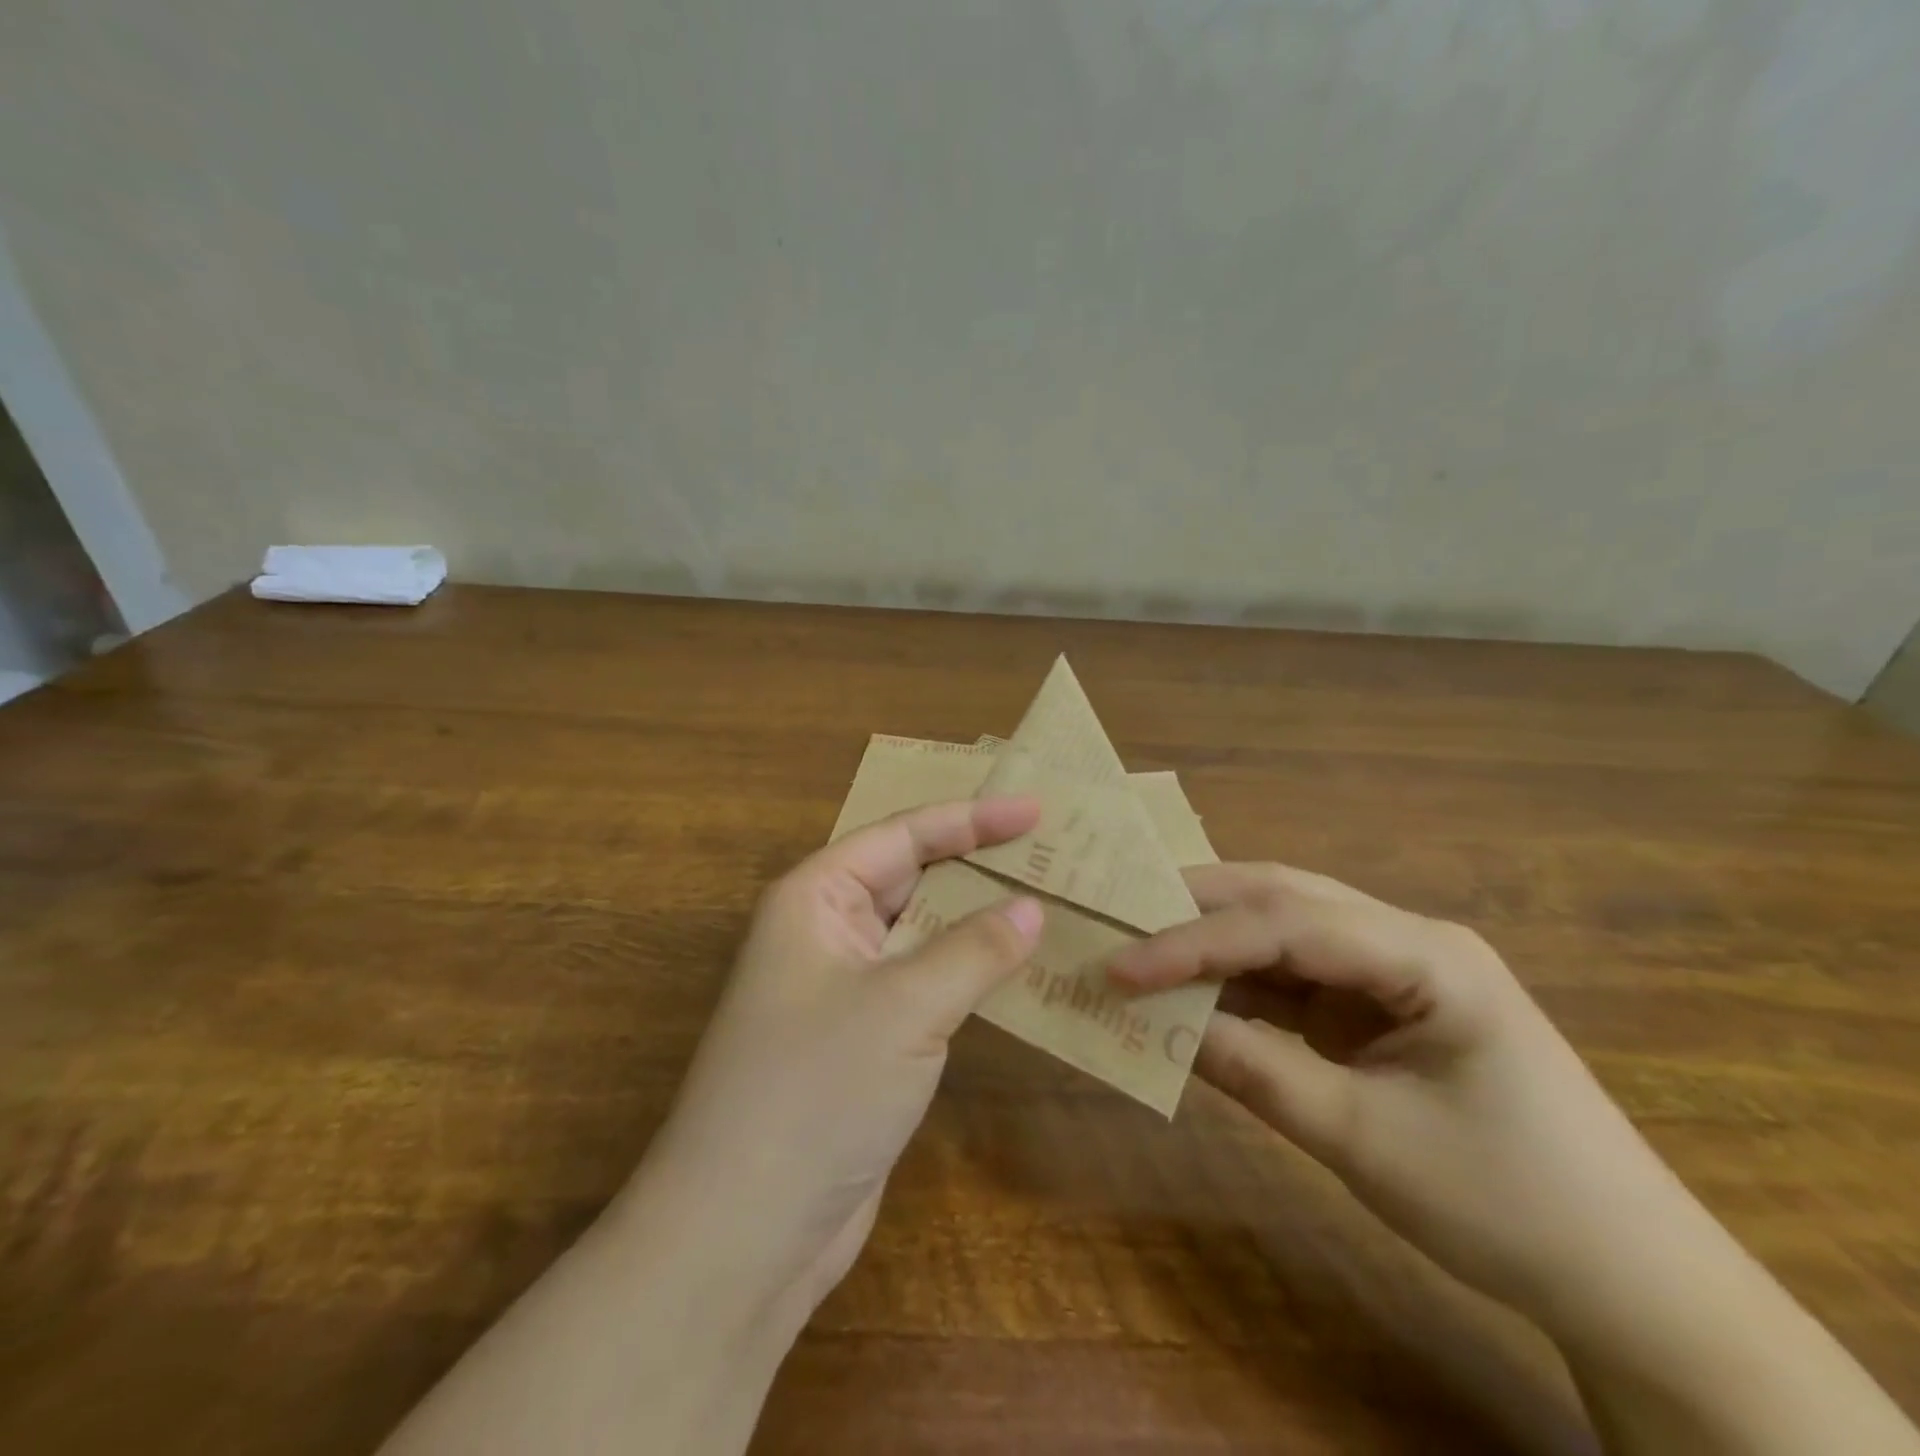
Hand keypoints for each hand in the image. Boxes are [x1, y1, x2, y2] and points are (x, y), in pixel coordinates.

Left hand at [629, 796, 1044, 1325]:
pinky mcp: (864, 1040)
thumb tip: (1032, 908)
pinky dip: (968, 972)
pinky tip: (1018, 971)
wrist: (743, 1235)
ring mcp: (843, 988)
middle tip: (1050, 851)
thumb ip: (973, 950)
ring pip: (922, 933)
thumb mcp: (904, 1007)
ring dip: (977, 919)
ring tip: (1048, 900)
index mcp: (815, 898)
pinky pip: (924, 984)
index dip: (970, 818)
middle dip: (976, 863)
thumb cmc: (815, 1091)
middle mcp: (825, 932)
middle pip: (911, 877)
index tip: (1035, 810)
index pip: (902, 835)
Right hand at [1107, 861, 1683, 1318]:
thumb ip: (1254, 1070)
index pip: (1286, 924)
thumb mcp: (1363, 1140)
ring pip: (1282, 930)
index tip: (1121, 966)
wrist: (1628, 1283)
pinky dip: (1237, 985)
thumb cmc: (1508, 1205)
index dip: (1193, 941)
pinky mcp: (1377, 1007)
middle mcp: (1406, 940)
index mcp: (1426, 955)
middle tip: (1118, 919)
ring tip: (1139, 949)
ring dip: (1211, 942)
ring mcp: (1391, 971)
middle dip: (1195, 908)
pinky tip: (1191, 995)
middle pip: (1283, 899)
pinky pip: (1292, 978)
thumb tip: (1157, 1023)